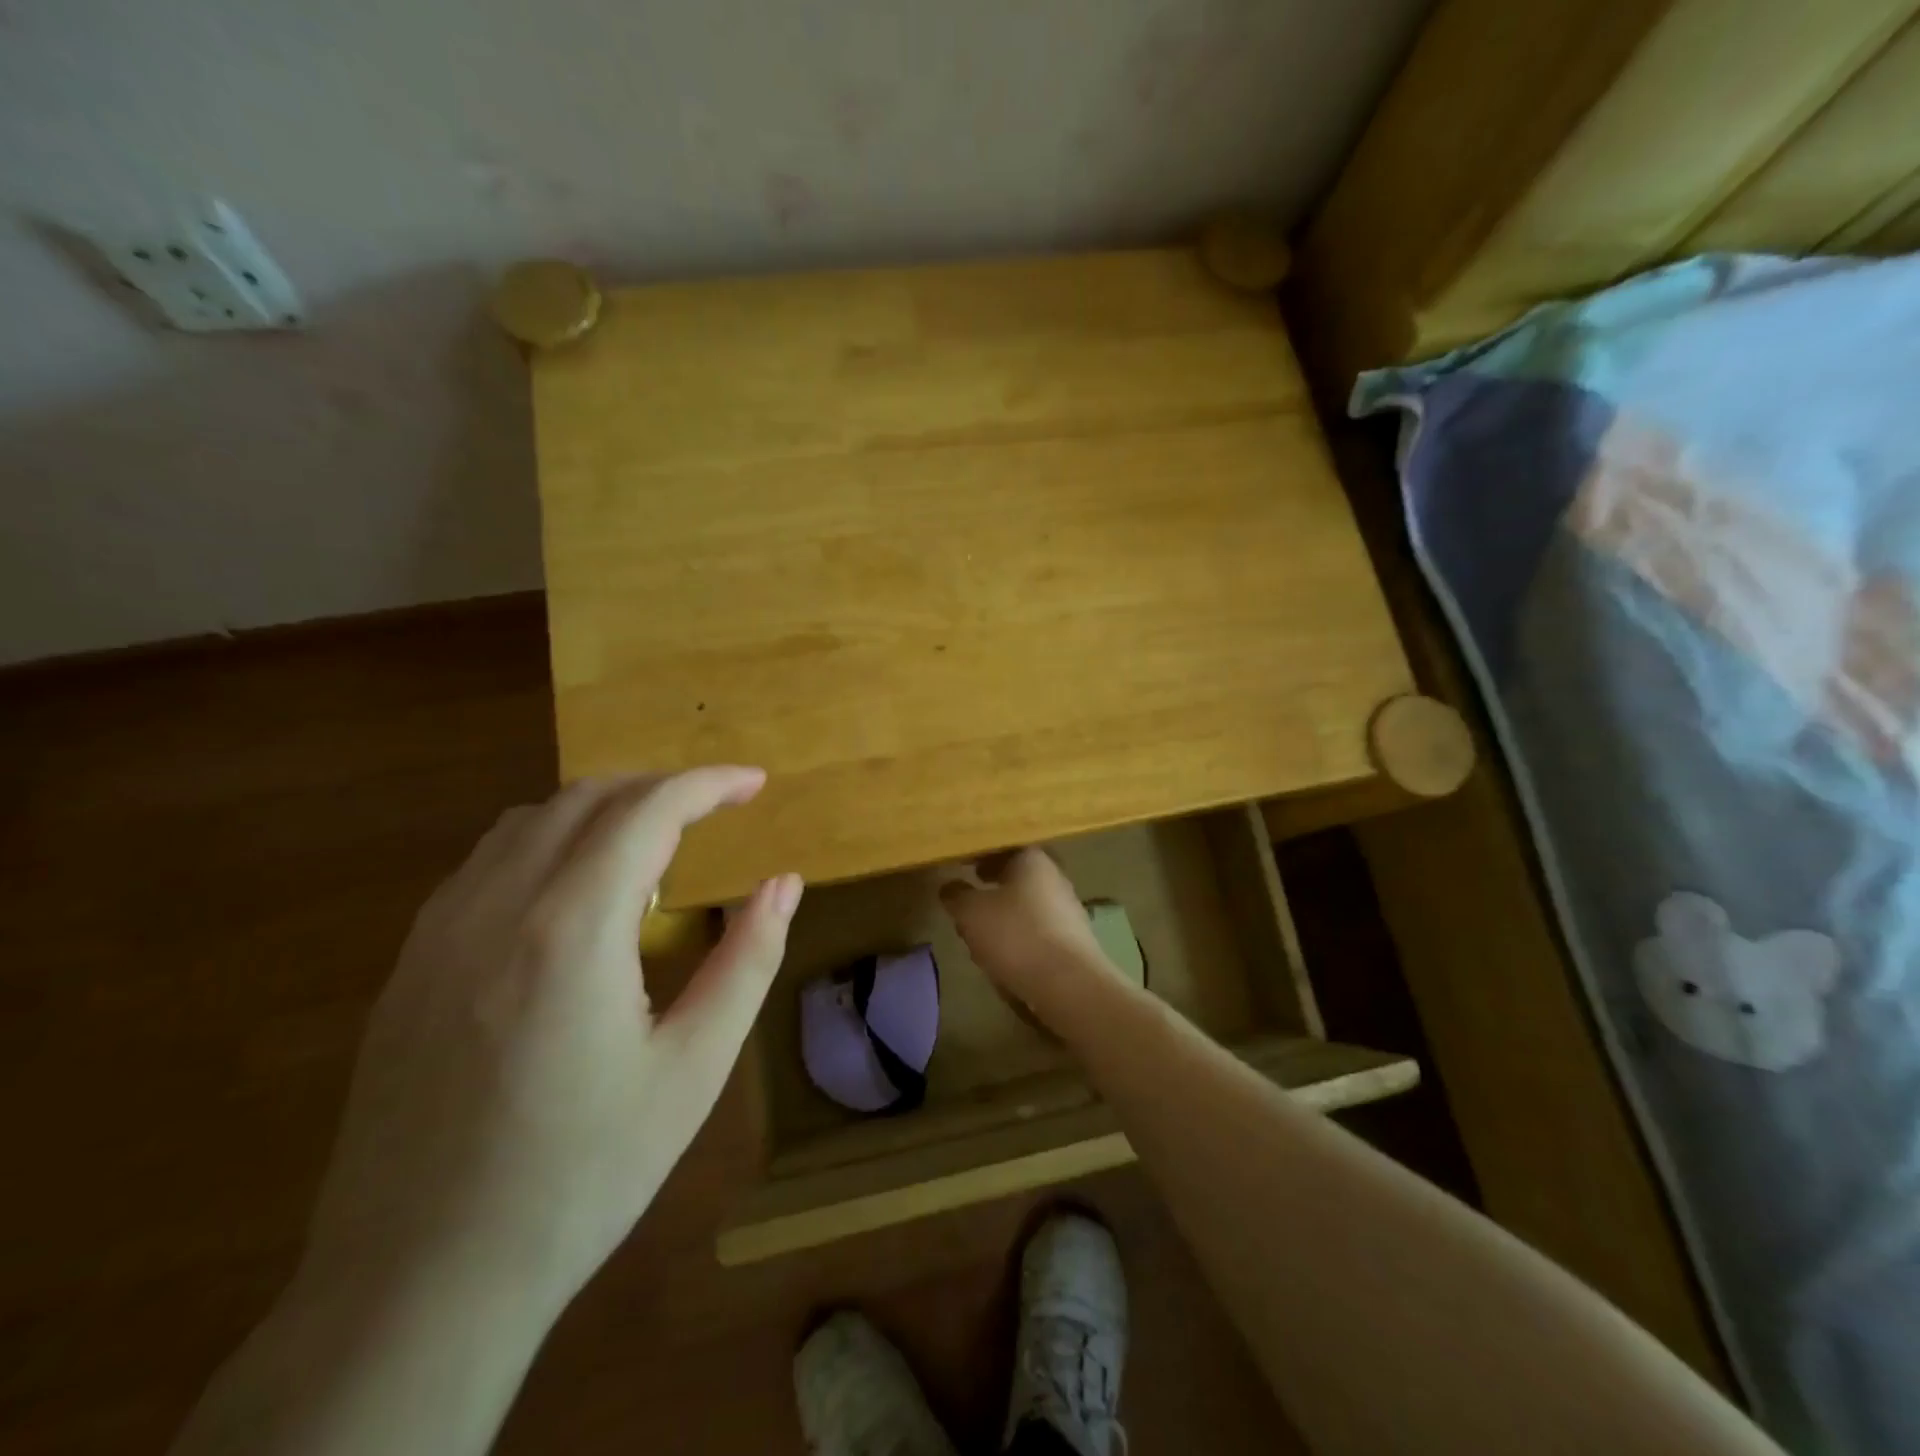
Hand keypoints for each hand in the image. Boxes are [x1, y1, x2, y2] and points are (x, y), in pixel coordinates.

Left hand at [303, 768, 801, 1317]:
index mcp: (572, 927)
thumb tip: (784, 884)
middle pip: (586, 799)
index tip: (755, 783)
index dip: (709, 784)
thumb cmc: (583, 1174)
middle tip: (714, 810)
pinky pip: (486, 863)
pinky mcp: (408, 966)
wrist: (419, 1287)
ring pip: (528, 822)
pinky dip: (547, 844)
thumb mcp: (694, 1068)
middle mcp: (496, 906)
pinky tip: (574, 895)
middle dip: (659, 788)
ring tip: (652, 844)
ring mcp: (438, 933)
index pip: (649, 811)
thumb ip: (748, 959)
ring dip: (601, 810)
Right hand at [939, 849, 1121, 1024]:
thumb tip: (950, 887)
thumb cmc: (1016, 935)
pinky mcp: (1074, 941)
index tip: (962, 865)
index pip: (1004, 847)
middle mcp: (1055, 878)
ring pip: (1028, 904)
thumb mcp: (971, 913)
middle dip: (994, 885)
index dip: (981, 855)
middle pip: (1018, 876)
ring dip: (1006, 913)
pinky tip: (1006, 955)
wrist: (1068, 984)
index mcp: (1033, 860)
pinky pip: (1039, 930)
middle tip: (970, 897)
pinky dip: (1021, 936)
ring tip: (983, 931)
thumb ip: (957, 896)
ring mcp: (1068, 910)